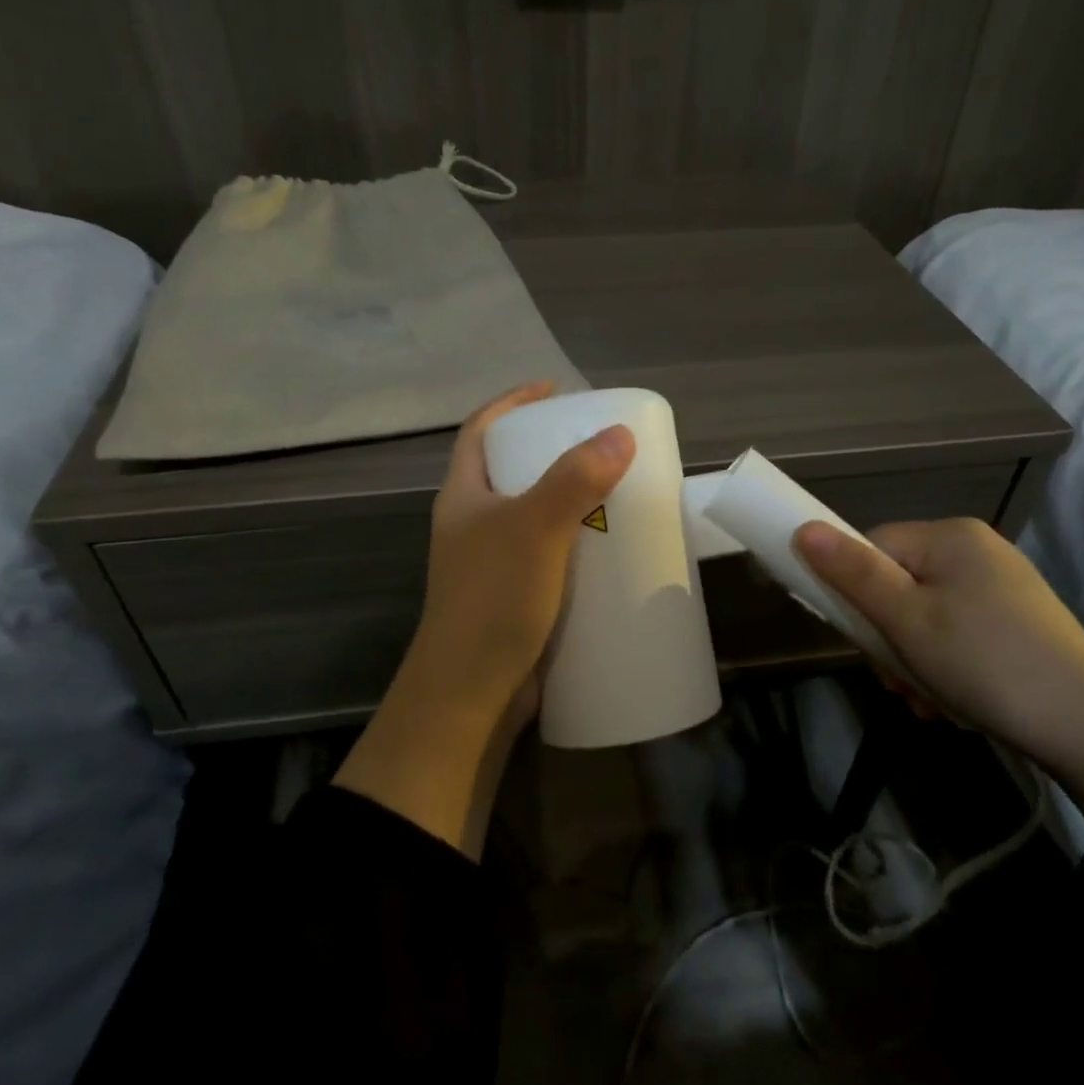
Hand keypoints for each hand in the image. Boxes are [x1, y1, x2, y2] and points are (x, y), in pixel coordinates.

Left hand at [396, 381, 636, 728]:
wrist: (471, 694)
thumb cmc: (492, 600)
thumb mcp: (533, 529)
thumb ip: (575, 479)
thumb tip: (619, 433)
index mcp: (464, 496)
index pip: (481, 430)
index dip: (513, 402)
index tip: (555, 390)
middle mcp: (474, 524)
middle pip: (512, 469)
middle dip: (553, 450)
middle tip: (601, 444)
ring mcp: (494, 563)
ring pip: (535, 514)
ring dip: (572, 499)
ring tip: (617, 489)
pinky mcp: (518, 596)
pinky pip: (551, 554)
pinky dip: (579, 544)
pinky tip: (612, 550)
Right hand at [794, 517, 1083, 836]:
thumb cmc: (985, 664)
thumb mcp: (907, 620)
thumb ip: (853, 574)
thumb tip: (803, 528)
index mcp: (950, 536)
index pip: (872, 548)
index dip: (855, 594)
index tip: (861, 641)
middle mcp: (977, 550)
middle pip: (897, 585)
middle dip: (888, 639)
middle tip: (898, 682)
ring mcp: (1002, 587)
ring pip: (924, 616)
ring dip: (913, 661)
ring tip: (927, 701)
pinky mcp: (1018, 623)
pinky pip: (957, 634)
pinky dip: (944, 667)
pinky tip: (953, 702)